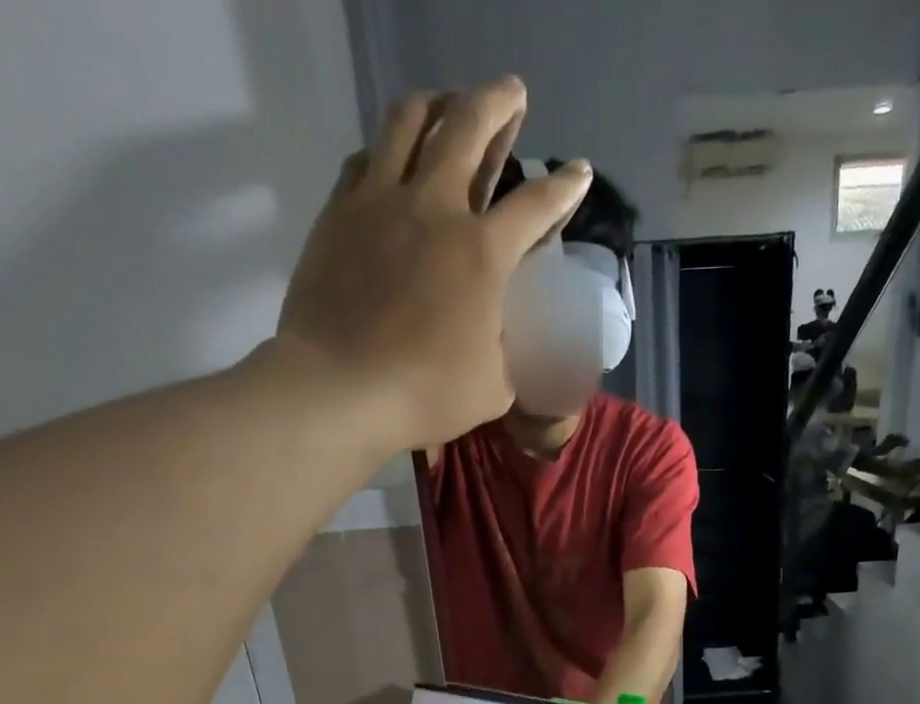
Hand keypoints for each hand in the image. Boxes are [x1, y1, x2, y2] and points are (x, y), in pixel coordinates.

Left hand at [276, 78, 592, 452]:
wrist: (341, 388)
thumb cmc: (427, 394)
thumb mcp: (496, 387)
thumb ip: (512, 352)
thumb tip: (512, 336)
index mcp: (484, 253)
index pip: (536, 205)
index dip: (565, 187)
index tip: (578, 172)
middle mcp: (436, 208)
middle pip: (470, 126)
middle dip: (499, 103)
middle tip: (511, 94)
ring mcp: (382, 200)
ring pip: (410, 121)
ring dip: (438, 103)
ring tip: (448, 103)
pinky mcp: (340, 210)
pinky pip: (366, 156)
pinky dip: (387, 147)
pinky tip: (392, 156)